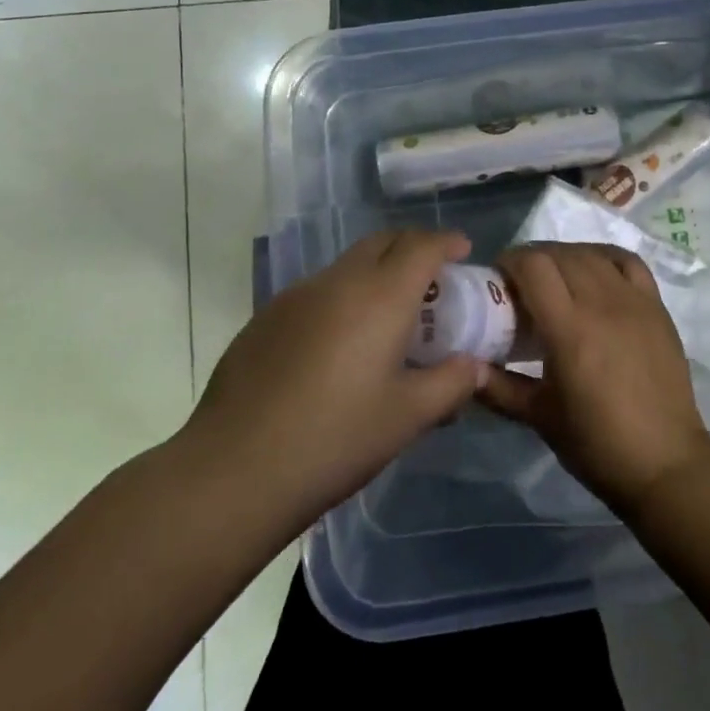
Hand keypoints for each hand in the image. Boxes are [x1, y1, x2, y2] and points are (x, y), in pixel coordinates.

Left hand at [182, 230, 487, 527]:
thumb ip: (450, 384)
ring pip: (347, 266)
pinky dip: (342, 298)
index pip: (421, 246)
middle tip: (431, 277)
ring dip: (375, 273)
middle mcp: (338, 282)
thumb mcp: (406, 418)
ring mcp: (295, 296)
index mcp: (380, 296)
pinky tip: (338, 345)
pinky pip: (317, 292)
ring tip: (387, 316)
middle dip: (411, 247)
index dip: (446, 241)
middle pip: (383, 242)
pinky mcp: (265, 317)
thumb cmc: (335, 439)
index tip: (462, 249)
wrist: (235, 468)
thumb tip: (474, 366)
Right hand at [478, 243, 709, 513]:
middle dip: (532, 259)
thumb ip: (497, 387)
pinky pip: (628, 262)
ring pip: (591, 254)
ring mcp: (634, 301)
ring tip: (554, 279)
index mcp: (569, 328)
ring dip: (564, 256)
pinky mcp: (657, 307)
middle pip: (560, 254)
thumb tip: (465, 367)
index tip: (497, 277)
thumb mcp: (538, 417)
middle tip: (520, 283)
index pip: (533, 265)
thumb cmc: (597, 444)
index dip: (510, 261)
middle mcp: (602, 303)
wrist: (665, 463)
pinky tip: (593, 271)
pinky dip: (603, 256)